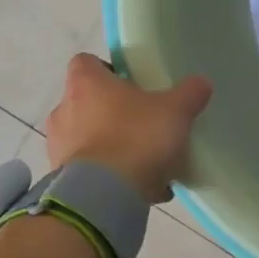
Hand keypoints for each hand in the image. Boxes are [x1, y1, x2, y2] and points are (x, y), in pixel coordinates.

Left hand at [43, 54, 212, 201]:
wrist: (104, 195)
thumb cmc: (136, 138)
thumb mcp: (175, 111)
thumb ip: (189, 93)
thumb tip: (200, 83)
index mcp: (86, 83)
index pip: (86, 62)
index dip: (108, 69)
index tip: (132, 84)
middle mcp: (64, 109)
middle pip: (88, 101)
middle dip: (113, 111)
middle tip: (144, 123)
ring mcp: (58, 146)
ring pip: (87, 137)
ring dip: (110, 145)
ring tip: (145, 162)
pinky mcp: (62, 178)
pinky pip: (89, 171)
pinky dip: (109, 175)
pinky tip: (139, 187)